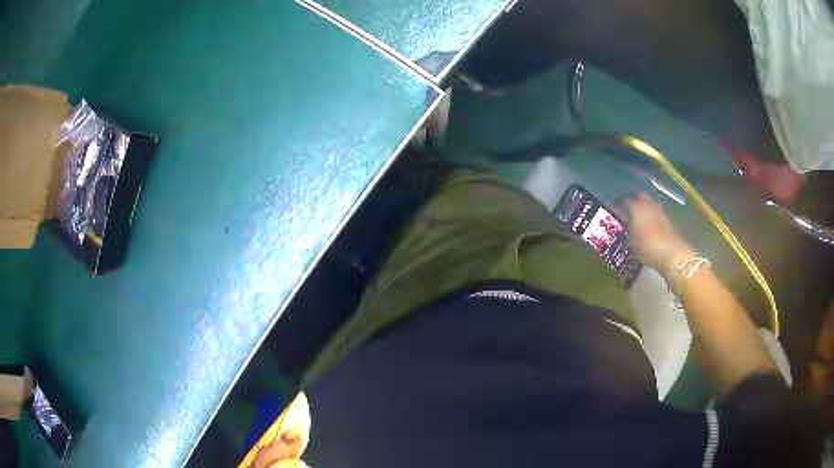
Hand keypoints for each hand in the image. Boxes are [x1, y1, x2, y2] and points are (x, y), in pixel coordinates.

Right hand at [625, 193, 694, 275]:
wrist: (670, 252)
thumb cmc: (646, 246)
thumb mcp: (631, 242)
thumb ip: (628, 231)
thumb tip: (627, 228)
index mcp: (635, 207)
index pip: (624, 201)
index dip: (619, 206)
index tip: (615, 212)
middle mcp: (647, 204)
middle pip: (640, 198)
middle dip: (635, 203)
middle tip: (630, 213)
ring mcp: (659, 210)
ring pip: (650, 205)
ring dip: (645, 211)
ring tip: (640, 222)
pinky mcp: (667, 219)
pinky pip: (656, 215)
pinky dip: (653, 218)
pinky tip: (650, 228)